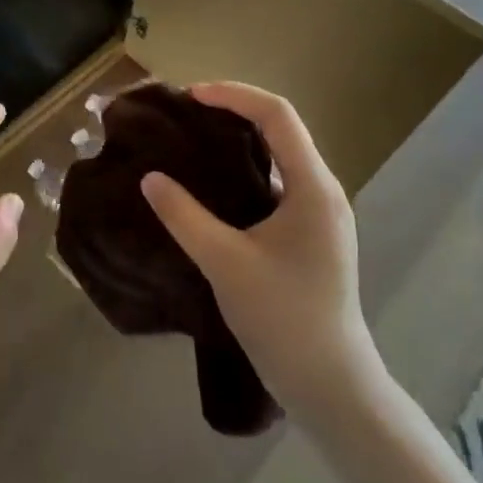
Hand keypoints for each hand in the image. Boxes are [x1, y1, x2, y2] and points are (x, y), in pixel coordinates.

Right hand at [141, 82, 383, 430]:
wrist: (333, 388)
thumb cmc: (283, 319)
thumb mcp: (225, 264)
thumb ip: (184, 216)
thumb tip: (149, 178)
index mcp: (313, 187)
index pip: (276, 114)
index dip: (233, 94)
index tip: (190, 96)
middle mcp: (323, 190)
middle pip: (280, 127)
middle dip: (233, 110)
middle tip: (186, 114)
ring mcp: (321, 213)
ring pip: (280, 154)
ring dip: (240, 139)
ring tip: (194, 140)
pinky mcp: (312, 233)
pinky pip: (279, 180)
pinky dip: (246, 168)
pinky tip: (214, 185)